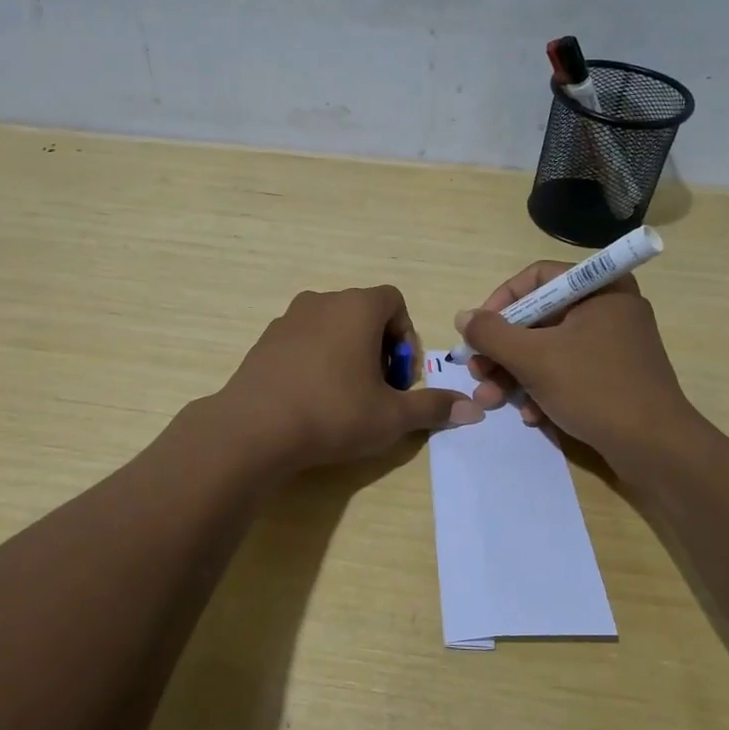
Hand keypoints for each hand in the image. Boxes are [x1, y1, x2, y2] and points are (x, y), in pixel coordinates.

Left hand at [217, 286, 482, 471]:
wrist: (254, 428)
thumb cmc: (333, 412)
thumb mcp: (392, 416)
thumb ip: (433, 407)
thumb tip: (474, 410)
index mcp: (357, 307)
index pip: (394, 301)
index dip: (405, 336)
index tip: (400, 376)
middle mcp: (322, 301)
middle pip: (362, 313)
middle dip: (378, 347)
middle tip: (377, 389)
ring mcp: (287, 319)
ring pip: (330, 327)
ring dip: (346, 353)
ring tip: (345, 397)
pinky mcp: (264, 341)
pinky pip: (302, 341)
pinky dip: (315, 360)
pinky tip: (311, 399)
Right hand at [457, 262, 698, 464]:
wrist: (655, 448)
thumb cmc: (594, 388)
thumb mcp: (534, 358)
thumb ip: (492, 334)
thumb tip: (463, 317)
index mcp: (600, 289)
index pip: (537, 278)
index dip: (500, 302)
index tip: (478, 332)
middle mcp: (609, 309)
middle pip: (539, 317)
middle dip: (503, 349)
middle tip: (478, 372)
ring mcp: (614, 345)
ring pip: (549, 349)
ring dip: (516, 374)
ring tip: (493, 399)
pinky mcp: (614, 377)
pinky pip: (569, 371)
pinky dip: (544, 389)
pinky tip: (532, 416)